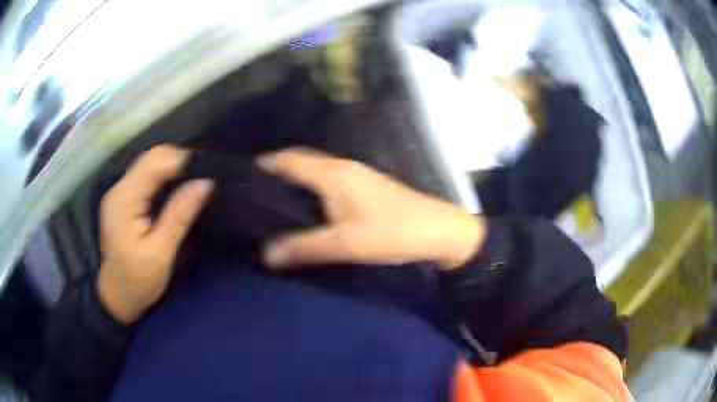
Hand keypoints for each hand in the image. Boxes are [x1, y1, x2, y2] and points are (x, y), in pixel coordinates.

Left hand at [97, 145, 212, 323]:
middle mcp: (119, 188)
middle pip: (151, 157)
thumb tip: (205, 183)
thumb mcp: (161, 254)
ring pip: (149, 162)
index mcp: (124, 200)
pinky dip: (165, 175)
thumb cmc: (138, 281)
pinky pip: (146, 175)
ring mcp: (120, 192)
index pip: (155, 163)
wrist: (116, 297)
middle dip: (180, 160)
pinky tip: (178, 186)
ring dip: (173, 166)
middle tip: (205, 177)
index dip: (183, 161)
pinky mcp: (124, 199)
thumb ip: (179, 215)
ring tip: (196, 180)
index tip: (210, 171)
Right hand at [258, 148, 485, 270]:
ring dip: (295, 180)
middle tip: (255, 194)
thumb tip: (266, 254)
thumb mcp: (345, 244)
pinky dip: (311, 188)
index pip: (290, 158)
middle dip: (277, 171)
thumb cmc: (392, 232)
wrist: (439, 230)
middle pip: (301, 160)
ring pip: (315, 170)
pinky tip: (307, 208)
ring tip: (274, 202)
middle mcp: (342, 167)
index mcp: (333, 173)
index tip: (244, 179)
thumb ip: (304, 248)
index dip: (266, 164)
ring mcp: (356, 175)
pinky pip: (328, 180)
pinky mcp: (365, 187)